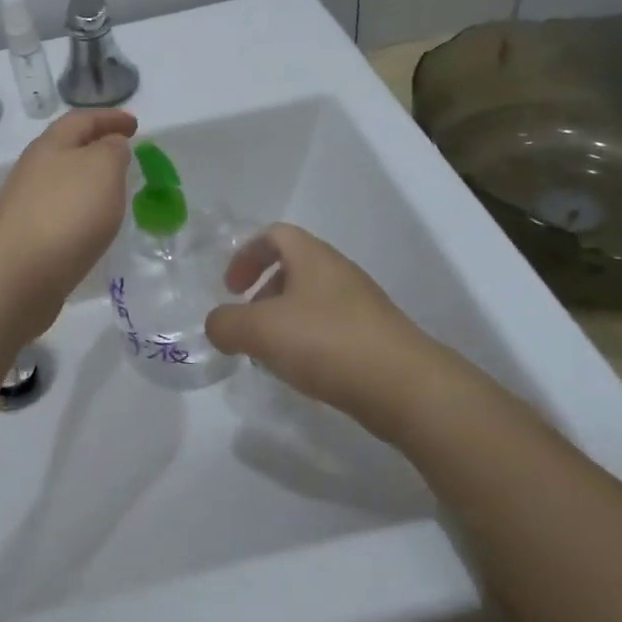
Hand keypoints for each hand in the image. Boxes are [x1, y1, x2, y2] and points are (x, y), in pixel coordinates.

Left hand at [0, 109, 136, 337]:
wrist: (17, 276)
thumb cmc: (66, 214)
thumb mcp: (102, 169)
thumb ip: (112, 151)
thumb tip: (110, 146)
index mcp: (50, 145)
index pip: (82, 119)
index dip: (110, 117)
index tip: (135, 124)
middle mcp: (33, 169)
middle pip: (67, 148)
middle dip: (96, 147)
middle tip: (125, 155)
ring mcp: (26, 204)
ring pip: (63, 181)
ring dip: (88, 180)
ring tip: (115, 191)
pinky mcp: (27, 237)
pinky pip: (60, 212)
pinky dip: (80, 210)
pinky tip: (93, 226)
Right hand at [204, 224, 480, 435]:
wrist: (404, 386)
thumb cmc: (326, 343)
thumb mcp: (260, 330)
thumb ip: (226, 323)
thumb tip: (218, 325)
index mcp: (313, 258)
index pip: (274, 235)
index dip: (246, 255)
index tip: (230, 288)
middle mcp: (339, 274)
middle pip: (293, 268)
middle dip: (262, 292)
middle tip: (247, 323)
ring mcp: (361, 306)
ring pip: (311, 301)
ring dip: (284, 321)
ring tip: (269, 354)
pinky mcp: (374, 338)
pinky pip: (330, 329)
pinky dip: (307, 343)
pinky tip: (302, 372)